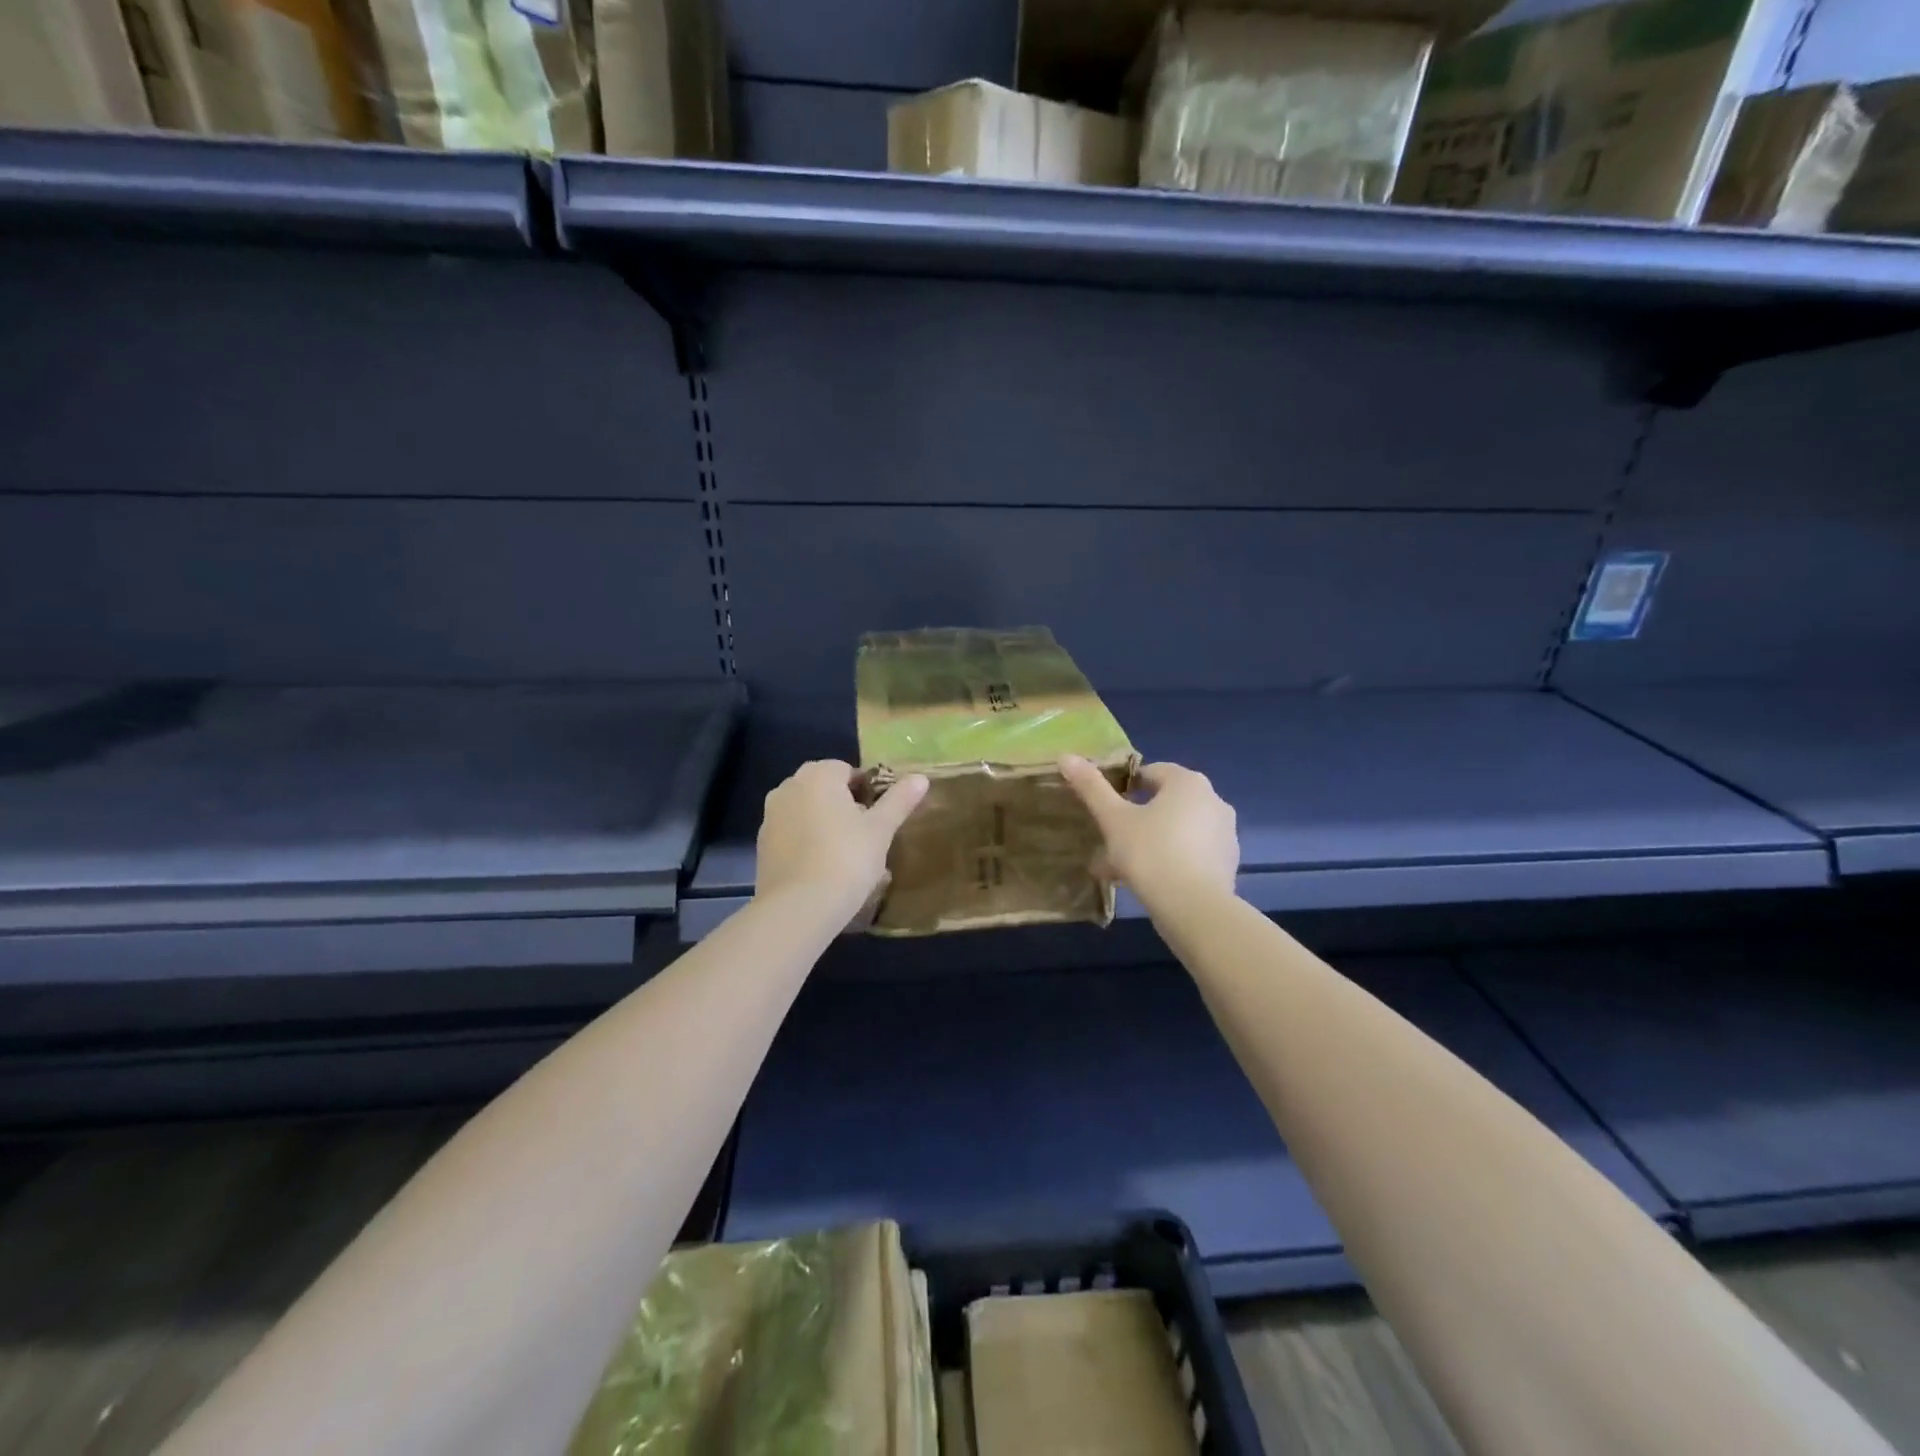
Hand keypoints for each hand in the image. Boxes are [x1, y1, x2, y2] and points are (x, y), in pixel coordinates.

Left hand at [755, 760, 928, 918]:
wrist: (799, 907)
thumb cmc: (847, 859)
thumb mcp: (881, 830)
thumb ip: (899, 800)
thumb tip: (921, 777)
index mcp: (817, 775)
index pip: (847, 770)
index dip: (868, 791)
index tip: (880, 817)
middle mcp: (788, 787)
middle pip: (825, 788)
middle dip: (845, 805)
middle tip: (867, 835)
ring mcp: (770, 816)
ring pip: (807, 811)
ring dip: (825, 822)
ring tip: (846, 854)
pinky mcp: (762, 845)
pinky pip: (792, 833)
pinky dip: (807, 842)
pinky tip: (823, 867)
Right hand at [1058, 756, 1238, 908]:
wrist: (1194, 908)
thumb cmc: (1150, 853)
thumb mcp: (1114, 820)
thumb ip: (1091, 787)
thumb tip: (1066, 756)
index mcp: (1188, 782)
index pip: (1151, 772)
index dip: (1125, 787)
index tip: (1106, 809)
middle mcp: (1213, 800)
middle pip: (1165, 802)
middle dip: (1136, 819)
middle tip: (1109, 842)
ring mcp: (1225, 833)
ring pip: (1177, 829)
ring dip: (1151, 841)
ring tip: (1121, 868)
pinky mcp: (1228, 862)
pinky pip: (1191, 852)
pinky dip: (1171, 859)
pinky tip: (1148, 882)